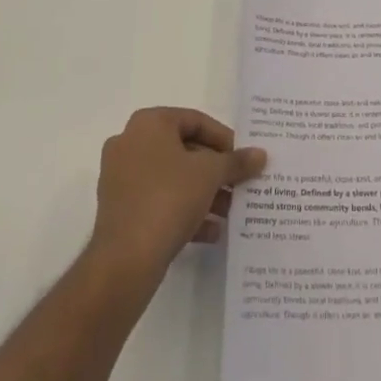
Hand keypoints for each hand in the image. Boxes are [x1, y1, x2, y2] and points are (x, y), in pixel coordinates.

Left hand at [89, 108, 266, 281]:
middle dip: (214, 170)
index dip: (224, 139)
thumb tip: (260, 154)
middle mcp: (130, 143)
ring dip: (202, 193)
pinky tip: (211, 231)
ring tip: (229, 211)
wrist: (125, 260)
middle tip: (238, 184)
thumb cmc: (169, 198)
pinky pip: (158, 201)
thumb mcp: (211, 174)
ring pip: (172, 178)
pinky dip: (184, 211)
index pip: (195, 120)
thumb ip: (236, 161)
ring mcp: (121, 178)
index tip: (243, 158)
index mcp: (148, 123)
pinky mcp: (120, 210)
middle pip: (183, 150)